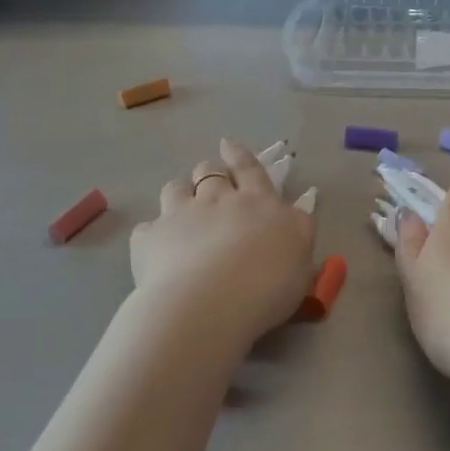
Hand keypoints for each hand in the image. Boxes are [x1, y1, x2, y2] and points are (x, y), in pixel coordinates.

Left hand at [130, 139, 315, 340]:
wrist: (210, 304)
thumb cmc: (268, 286)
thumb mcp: (301, 259)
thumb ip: (297, 232)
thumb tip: (296, 212)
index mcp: (259, 203)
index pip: (250, 168)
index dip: (240, 155)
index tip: (229, 145)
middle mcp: (218, 200)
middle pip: (209, 171)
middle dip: (209, 172)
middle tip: (210, 186)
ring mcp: (180, 215)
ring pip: (174, 189)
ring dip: (180, 194)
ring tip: (181, 211)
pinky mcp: (150, 238)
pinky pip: (148, 229)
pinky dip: (154, 235)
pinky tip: (157, 250)